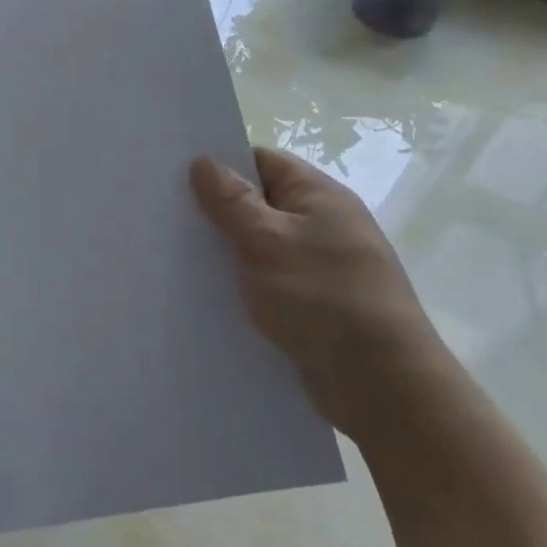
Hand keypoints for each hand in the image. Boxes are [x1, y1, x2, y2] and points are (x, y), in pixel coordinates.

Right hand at [190, 146, 445, 436]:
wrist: (381, 385)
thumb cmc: (323, 298)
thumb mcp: (267, 241)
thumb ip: (232, 201)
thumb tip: (203, 162)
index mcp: (320, 197)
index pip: (262, 162)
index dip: (220, 164)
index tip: (175, 175)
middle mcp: (323, 225)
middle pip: (259, 203)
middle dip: (216, 210)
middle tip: (166, 216)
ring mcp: (320, 266)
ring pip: (260, 246)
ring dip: (226, 251)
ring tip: (175, 255)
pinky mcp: (314, 304)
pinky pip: (268, 281)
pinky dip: (242, 284)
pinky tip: (208, 294)